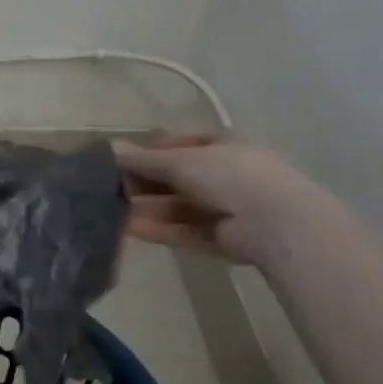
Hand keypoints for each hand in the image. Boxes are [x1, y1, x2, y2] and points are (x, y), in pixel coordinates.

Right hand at [113, 135, 316, 264]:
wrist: (273, 222)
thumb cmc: (228, 175)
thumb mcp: (181, 160)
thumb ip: (144, 160)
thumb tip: (112, 150)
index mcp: (222, 146)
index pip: (179, 145)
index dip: (150, 152)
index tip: (121, 161)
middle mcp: (224, 174)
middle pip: (175, 179)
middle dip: (144, 183)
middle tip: (109, 189)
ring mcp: (223, 208)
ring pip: (176, 207)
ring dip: (145, 208)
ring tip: (110, 211)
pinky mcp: (218, 238)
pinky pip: (181, 230)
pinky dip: (156, 228)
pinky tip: (127, 228)